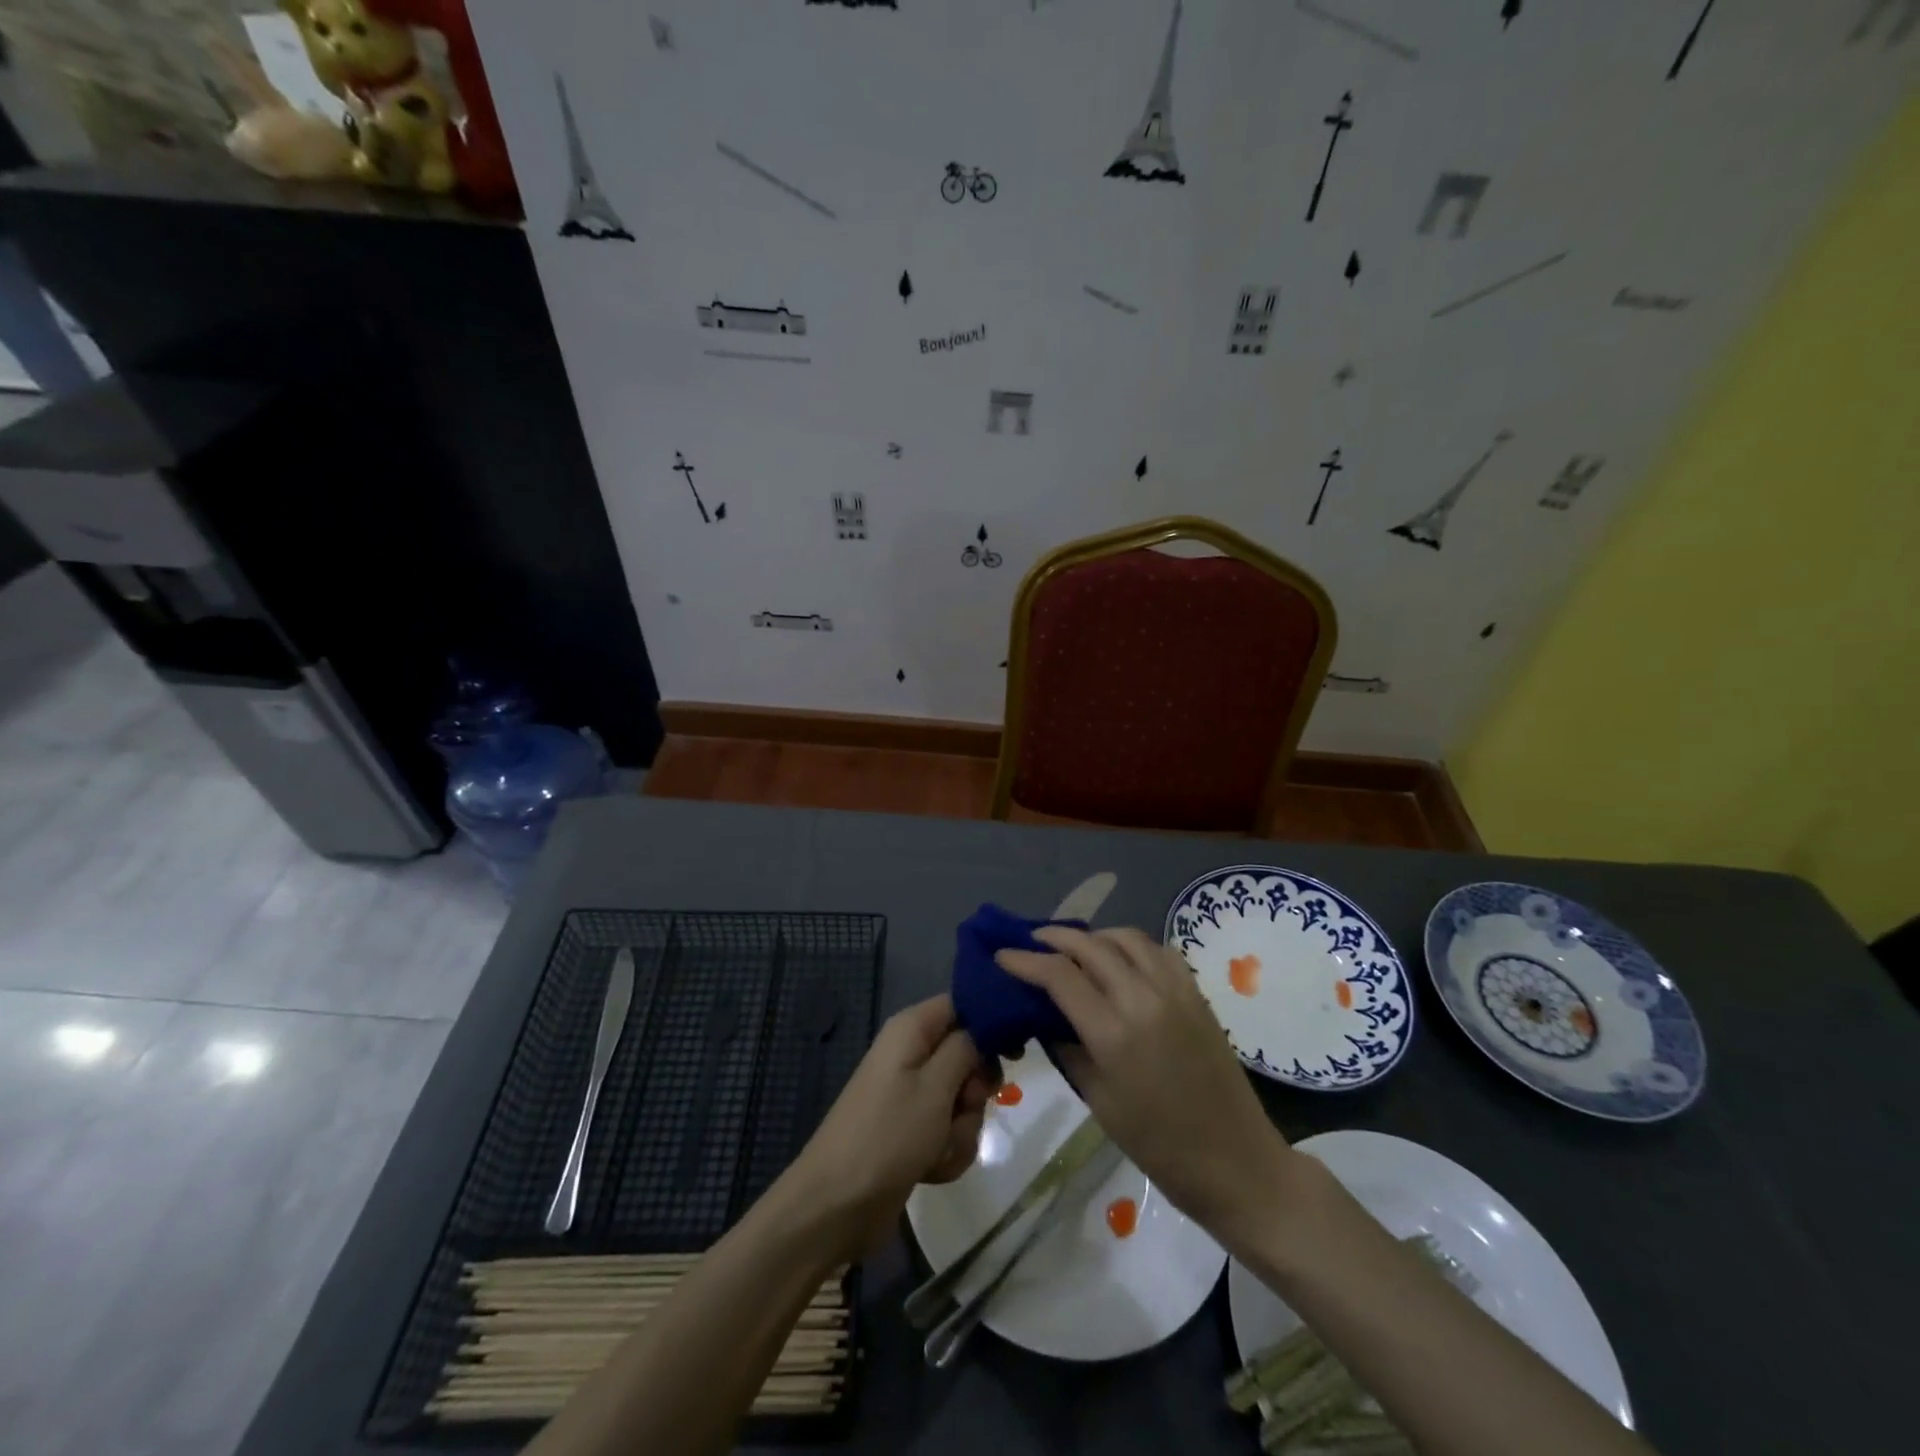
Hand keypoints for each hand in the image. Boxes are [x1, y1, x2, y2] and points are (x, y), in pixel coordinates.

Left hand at [786, 995, 995, 1254]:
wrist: (836, 1206)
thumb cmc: (888, 1135)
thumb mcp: (936, 1086)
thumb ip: (967, 1049)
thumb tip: (986, 1024)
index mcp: (912, 1029)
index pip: (962, 1005)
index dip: (991, 1024)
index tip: (1015, 1052)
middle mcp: (912, 1054)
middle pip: (968, 1056)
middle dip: (975, 1091)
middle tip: (966, 1106)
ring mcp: (912, 1095)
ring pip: (963, 1100)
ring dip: (962, 1129)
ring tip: (939, 1148)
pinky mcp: (913, 1131)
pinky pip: (949, 1131)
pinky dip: (947, 1150)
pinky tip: (931, 1169)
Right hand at [996, 927, 1291, 1238]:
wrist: (1235, 1160)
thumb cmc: (1157, 1145)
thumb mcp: (1098, 1100)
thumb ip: (1066, 1048)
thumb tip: (1043, 1015)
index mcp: (1114, 1033)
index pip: (1059, 976)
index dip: (1024, 960)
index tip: (1001, 955)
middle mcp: (1143, 999)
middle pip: (1090, 946)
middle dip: (1054, 938)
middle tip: (1031, 942)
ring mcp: (1175, 991)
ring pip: (1125, 938)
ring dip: (1093, 935)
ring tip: (1074, 947)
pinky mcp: (1197, 993)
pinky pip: (1158, 950)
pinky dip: (1131, 945)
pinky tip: (1120, 959)